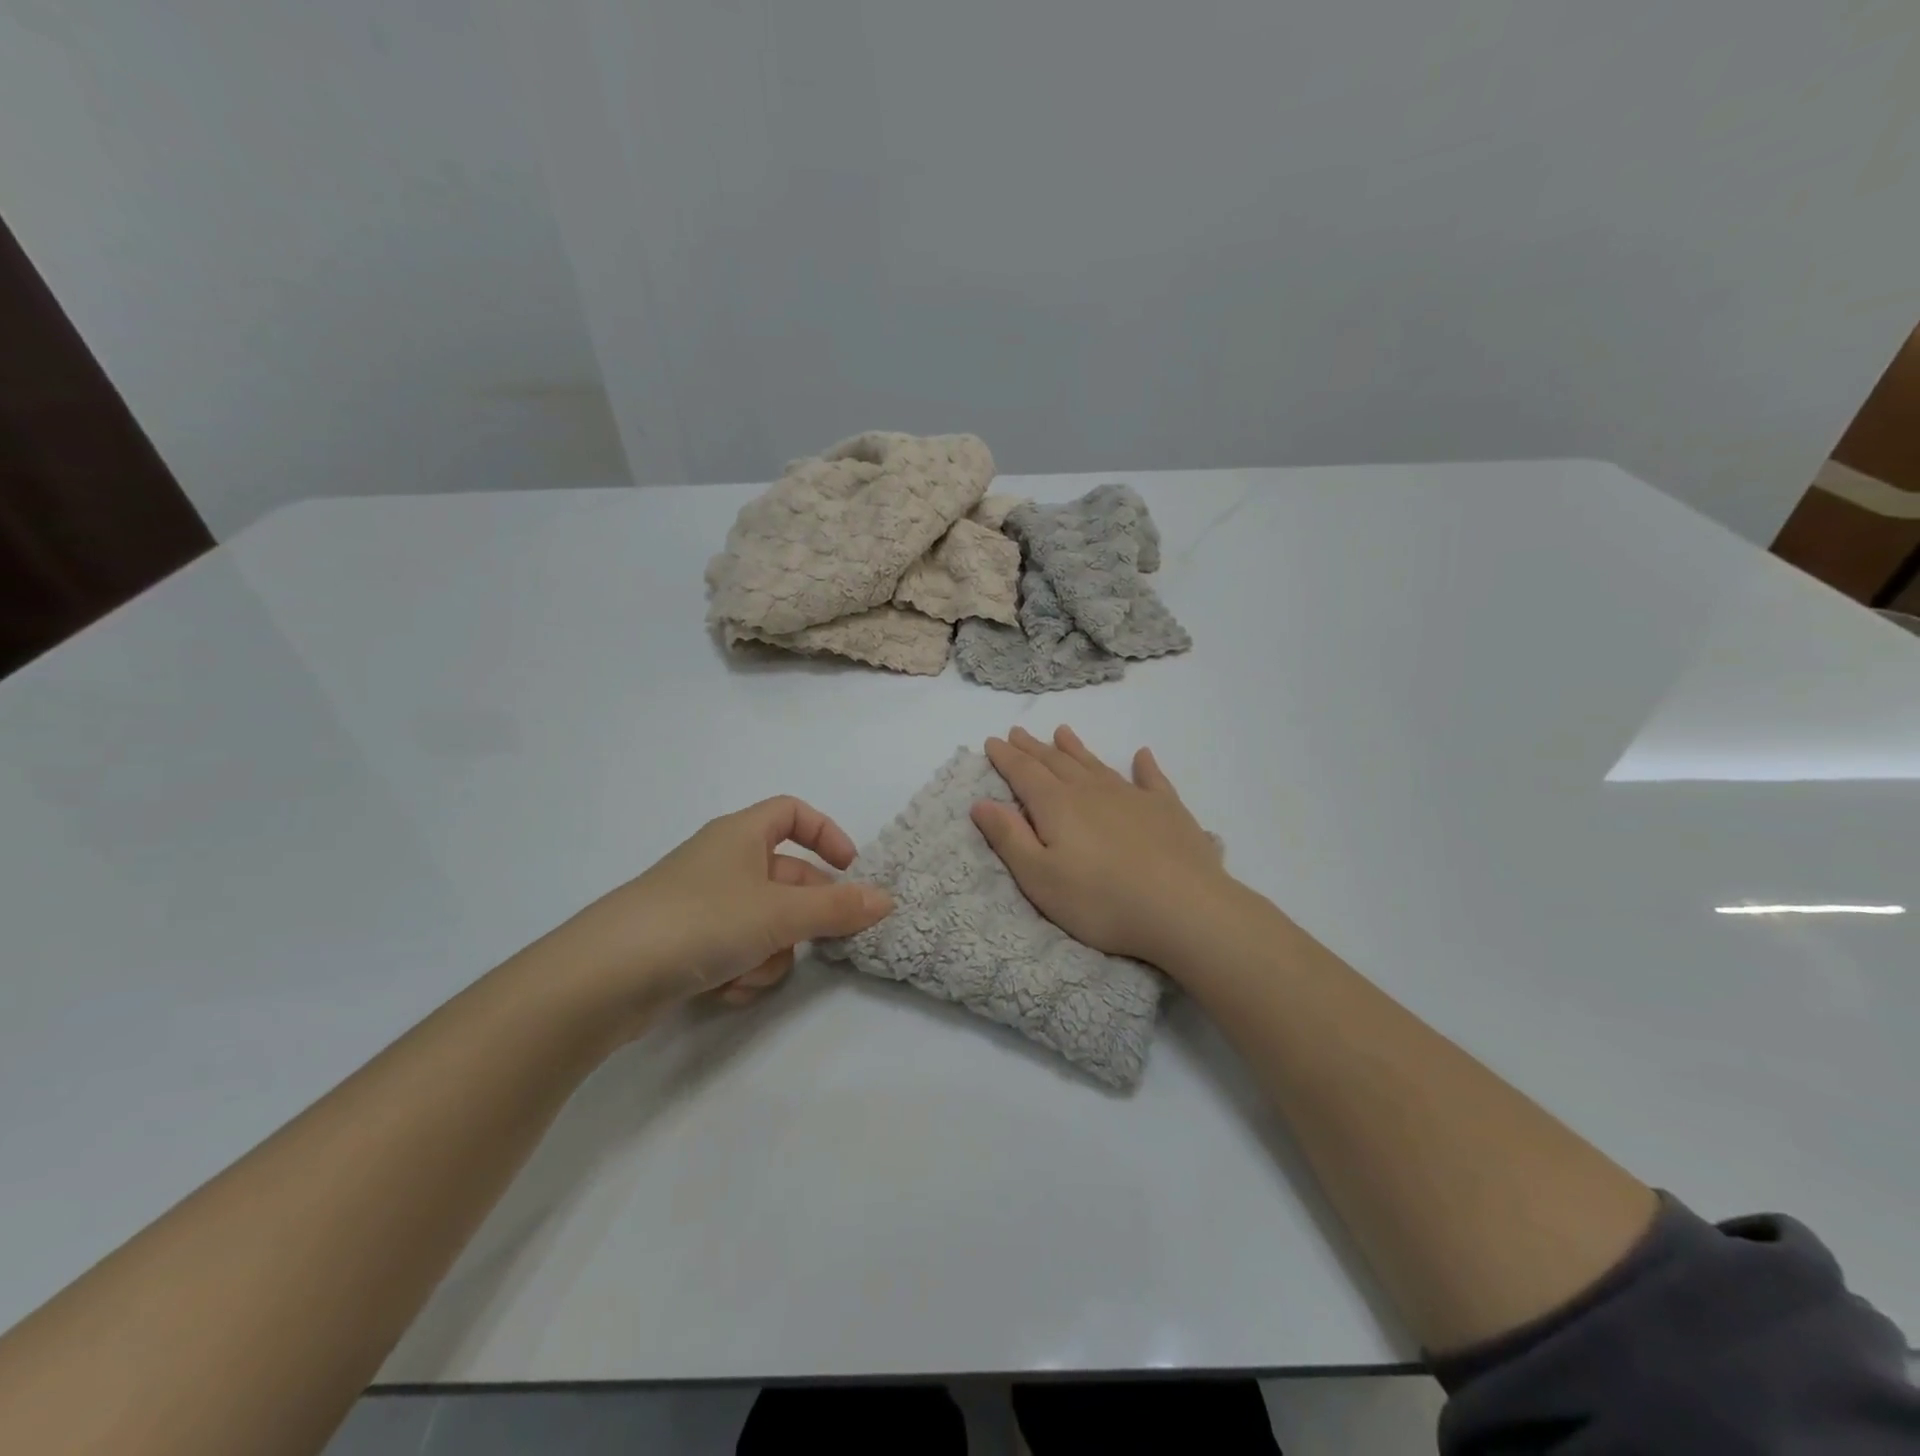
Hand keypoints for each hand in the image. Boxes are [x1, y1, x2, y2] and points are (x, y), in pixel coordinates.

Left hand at [546, 797, 892, 1031]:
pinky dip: (740, 971)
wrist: (604, 978)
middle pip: (786, 879)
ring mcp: (702, 906)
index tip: (851, 868)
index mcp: (740, 835)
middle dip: (803, 916)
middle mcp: (722, 863)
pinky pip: (736, 951)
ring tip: (749, 971)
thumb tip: (886, 900)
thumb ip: (837, 908)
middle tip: (822, 943)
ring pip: (765, 923)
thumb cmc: (701, 921)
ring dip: (770, 953)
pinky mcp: (686, 946)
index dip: (826, 834)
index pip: (792, 813)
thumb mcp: (779, 912)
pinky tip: (725, 990)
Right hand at [971, 726, 1232, 969]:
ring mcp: (1132, 796)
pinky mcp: (1167, 809)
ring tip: (1063, 732)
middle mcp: (1091, 791)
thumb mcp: (1039, 878)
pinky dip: (1144, 765)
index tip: (992, 741)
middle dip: (1034, 748)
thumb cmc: (1100, 900)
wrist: (1183, 908)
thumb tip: (981, 803)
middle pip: (1056, 762)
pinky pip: (1151, 778)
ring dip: (1076, 749)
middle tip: (1019, 732)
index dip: (1005, 757)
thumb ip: (1009, 838)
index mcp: (1057, 806)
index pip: (1023, 773)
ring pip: (1096, 764)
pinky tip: (1142, 756)